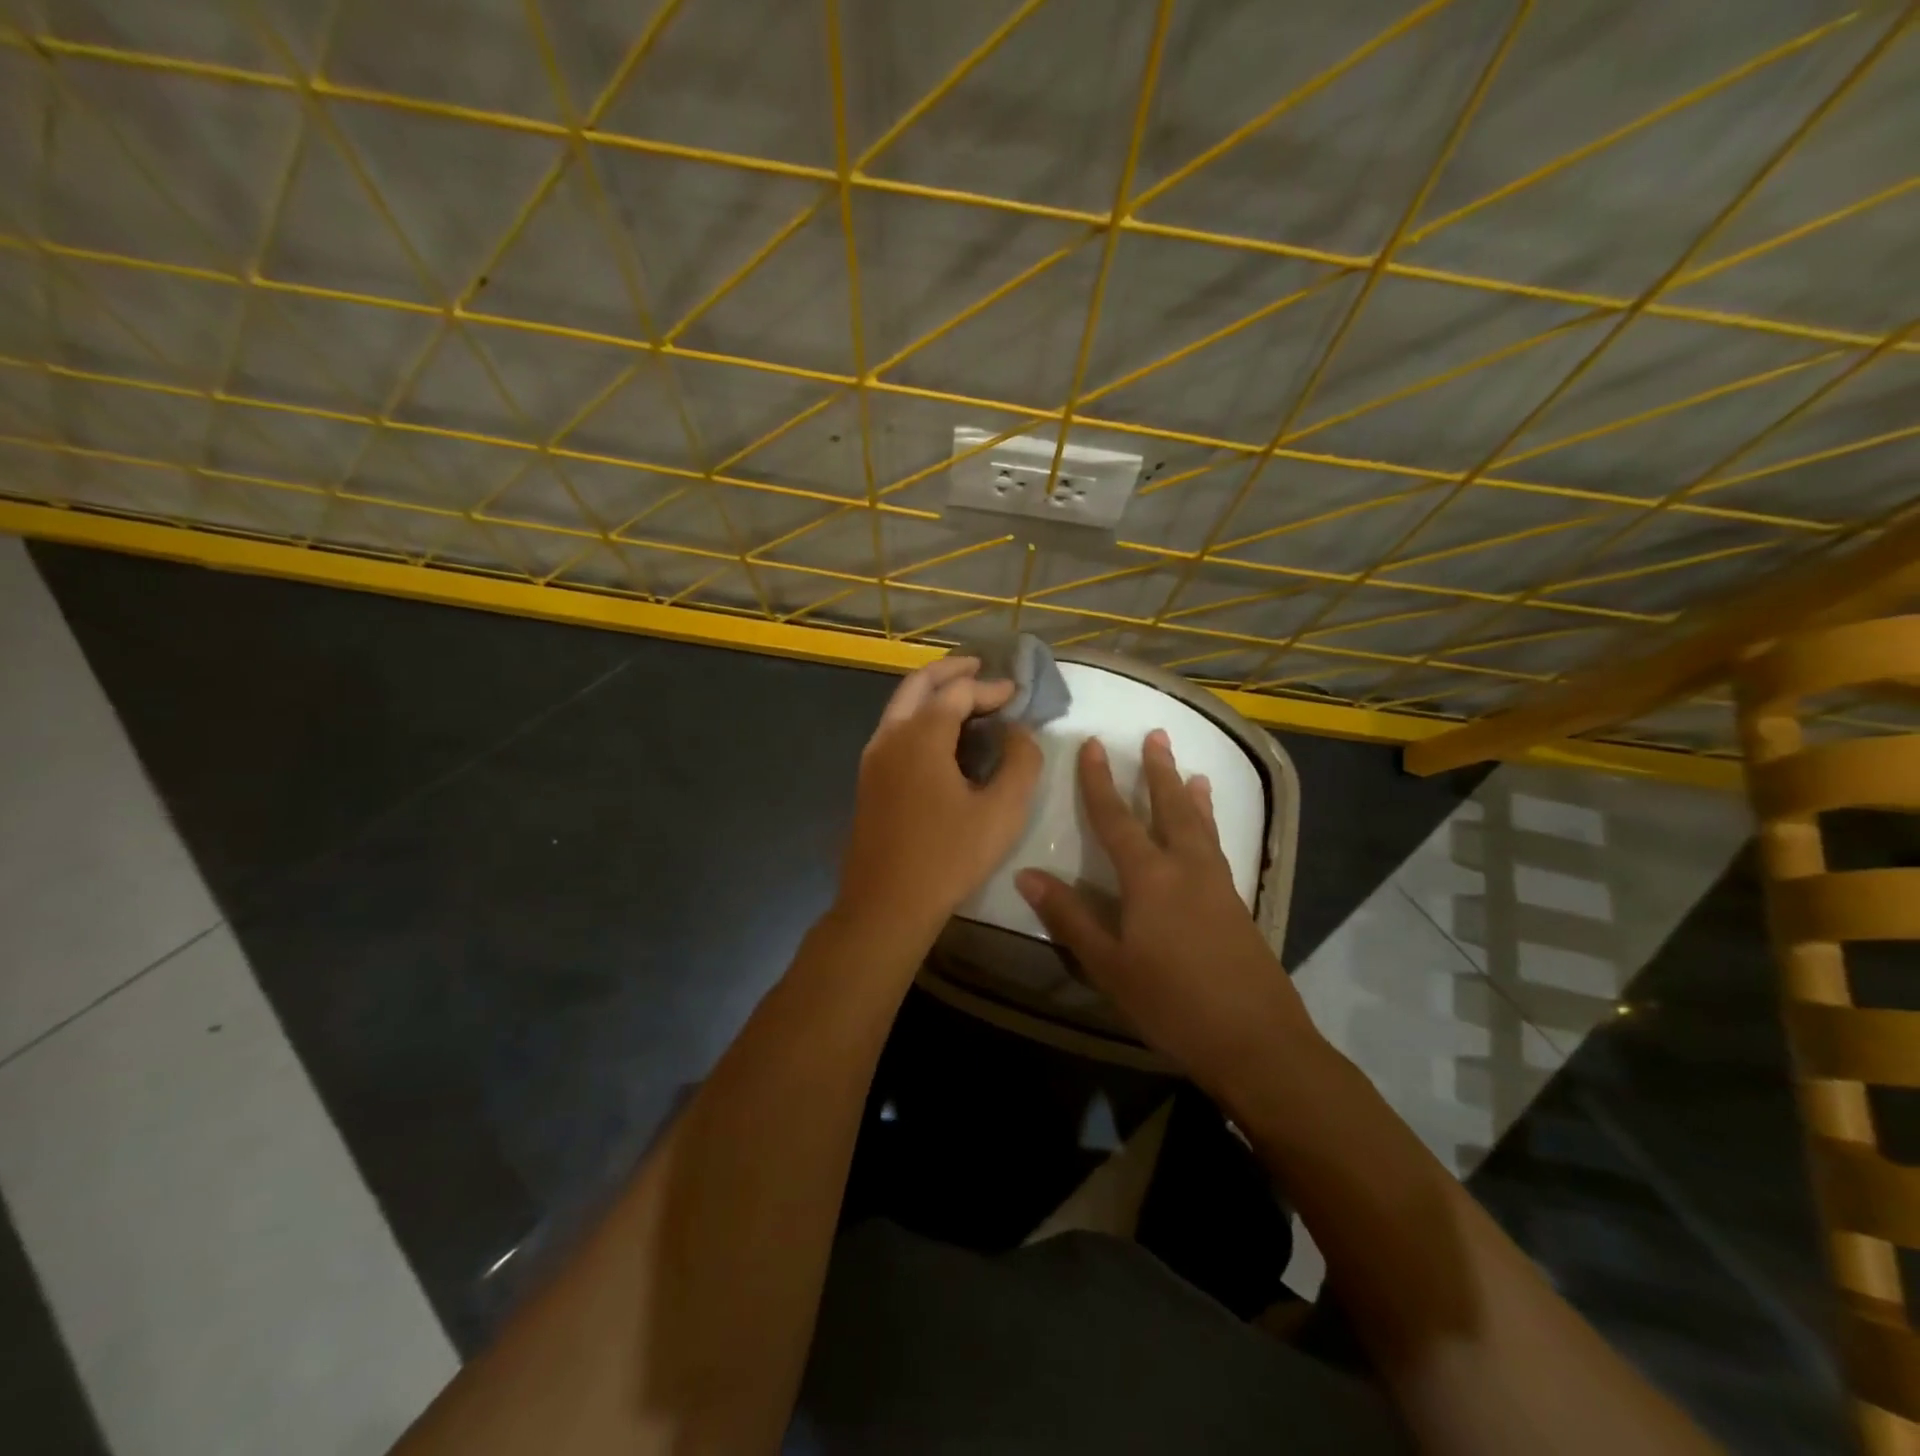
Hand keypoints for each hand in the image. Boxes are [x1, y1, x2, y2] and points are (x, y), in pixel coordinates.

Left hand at [837, 657, 1042, 941]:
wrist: (886, 904)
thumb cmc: (948, 857)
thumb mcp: (1002, 812)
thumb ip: (1021, 762)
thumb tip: (1020, 732)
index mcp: (920, 736)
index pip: (958, 693)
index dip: (990, 688)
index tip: (1016, 695)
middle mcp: (890, 736)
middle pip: (918, 685)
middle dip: (951, 671)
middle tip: (981, 667)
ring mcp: (873, 758)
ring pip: (901, 706)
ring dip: (932, 694)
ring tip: (966, 698)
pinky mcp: (868, 780)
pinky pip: (895, 731)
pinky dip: (920, 718)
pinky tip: (943, 739)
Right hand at [1015, 730, 1320, 1098]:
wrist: (1256, 1040)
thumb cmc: (1171, 1002)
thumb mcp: (1108, 964)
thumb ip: (1069, 917)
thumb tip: (1026, 874)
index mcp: (1149, 877)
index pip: (1116, 819)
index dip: (1100, 781)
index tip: (1093, 745)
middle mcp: (1185, 868)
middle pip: (1170, 807)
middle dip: (1158, 771)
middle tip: (1156, 735)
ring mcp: (1217, 884)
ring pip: (1201, 825)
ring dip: (1191, 794)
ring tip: (1192, 770)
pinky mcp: (1237, 904)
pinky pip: (1218, 847)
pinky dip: (1210, 825)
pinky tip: (1210, 835)